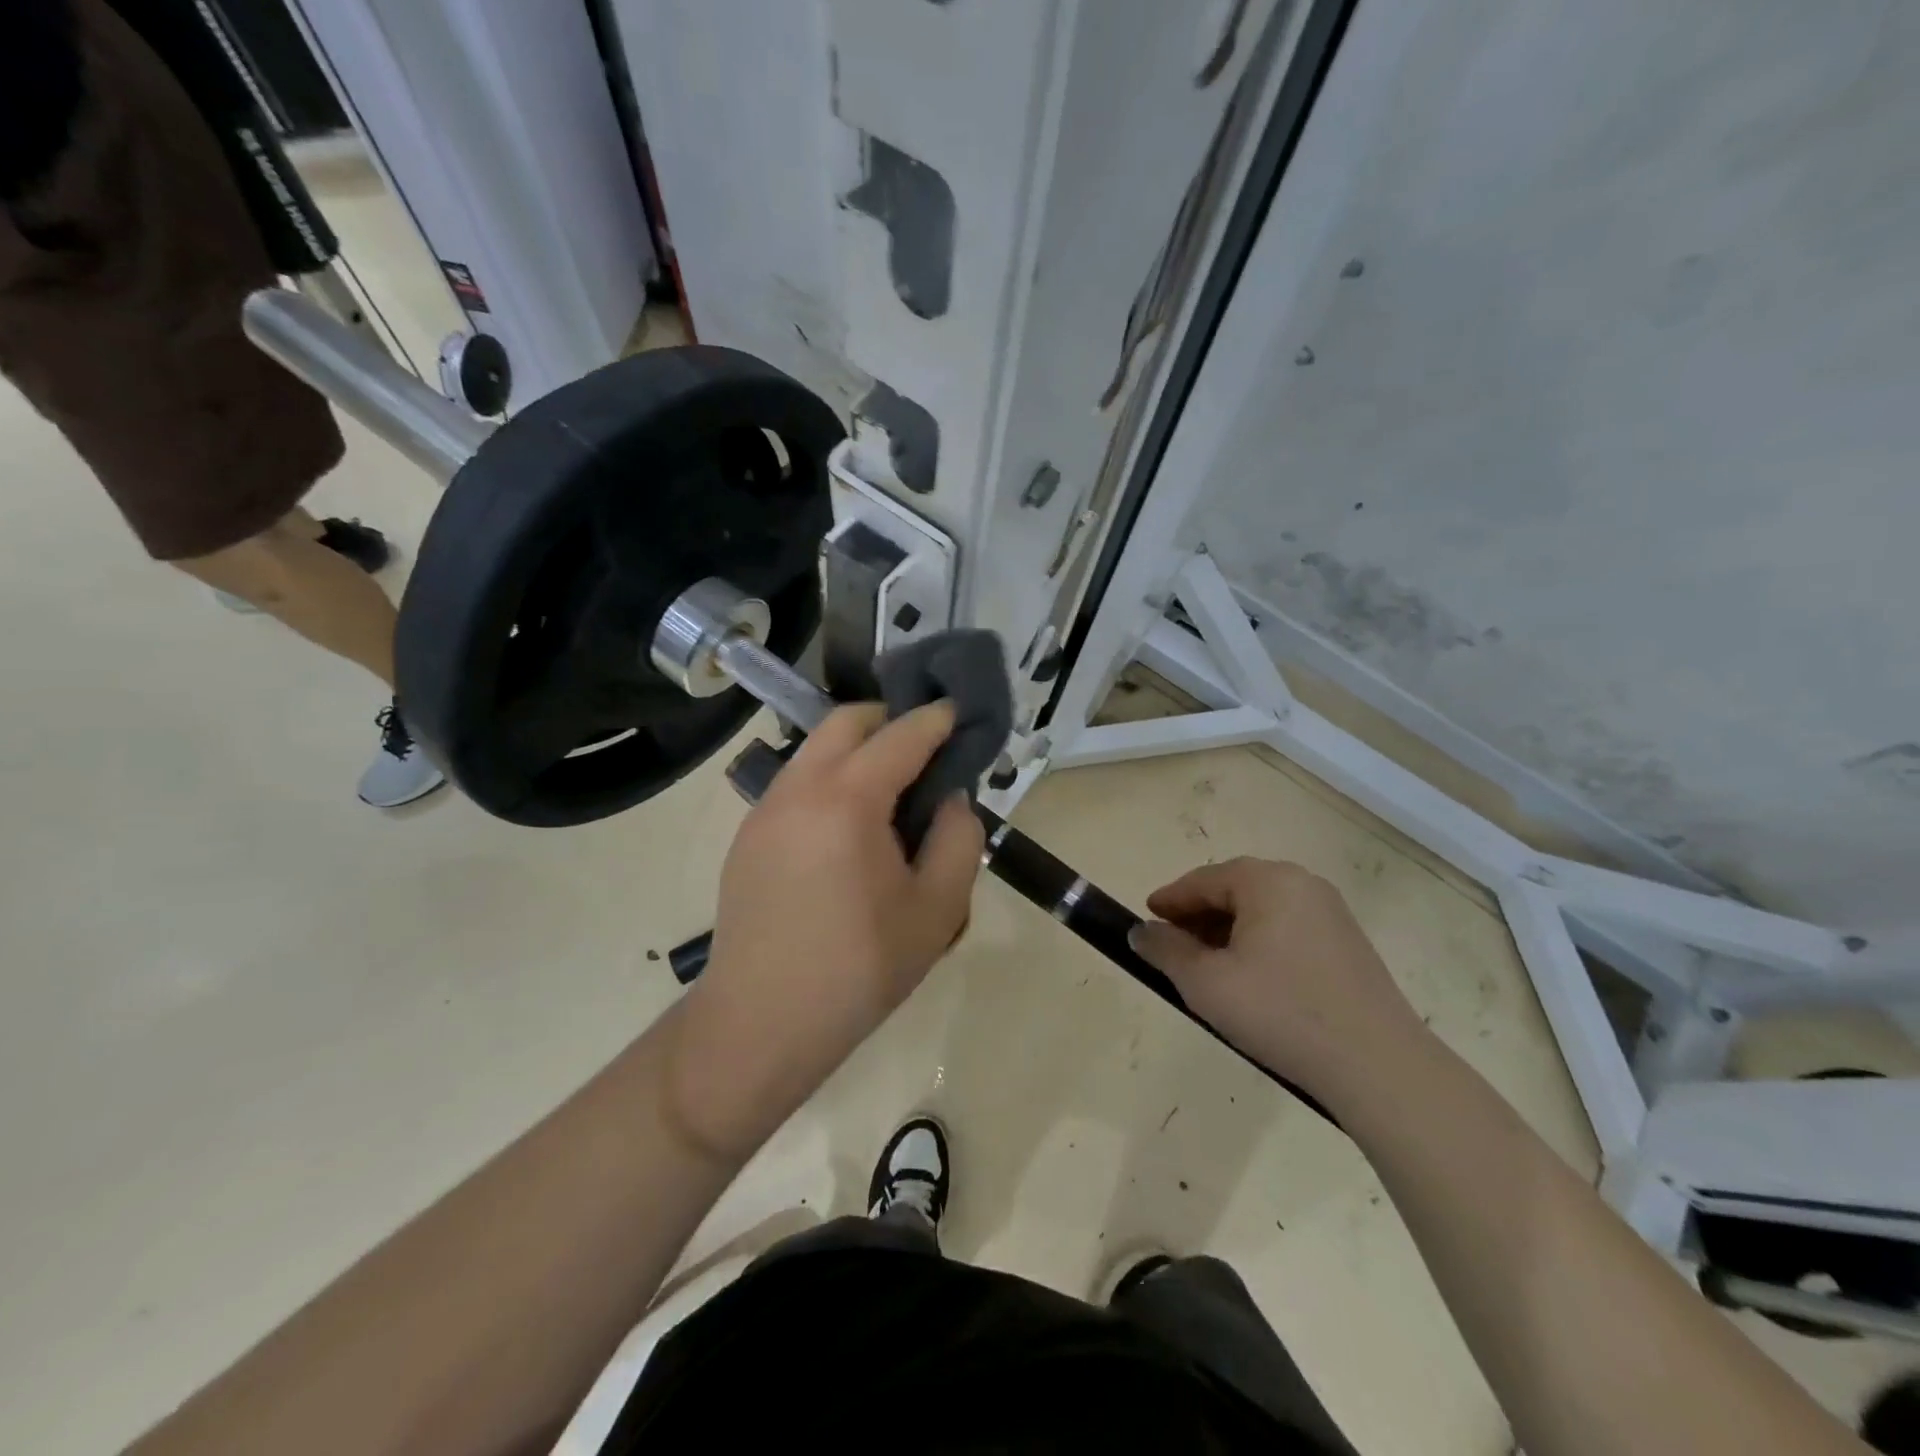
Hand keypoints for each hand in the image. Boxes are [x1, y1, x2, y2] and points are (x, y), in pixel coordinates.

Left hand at [670, 702, 984, 1158]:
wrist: (761, 1024)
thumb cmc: (858, 970)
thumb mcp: (937, 910)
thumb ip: (958, 839)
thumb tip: (949, 799)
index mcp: (847, 800)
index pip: (900, 736)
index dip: (936, 719)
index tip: (960, 714)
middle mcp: (798, 788)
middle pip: (845, 722)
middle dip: (890, 721)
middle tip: (926, 751)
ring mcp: (764, 810)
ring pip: (814, 750)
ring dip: (856, 750)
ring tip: (890, 792)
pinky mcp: (747, 836)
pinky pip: (796, 784)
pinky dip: (830, 779)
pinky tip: (849, 829)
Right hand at [1129, 857, 1428, 1105]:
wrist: (1378, 1066)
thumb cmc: (1280, 1012)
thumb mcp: (1206, 983)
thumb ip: (1166, 950)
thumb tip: (1141, 932)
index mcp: (1268, 881)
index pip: (1203, 879)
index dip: (1170, 899)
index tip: (1145, 918)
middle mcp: (1303, 884)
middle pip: (1235, 889)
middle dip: (1198, 915)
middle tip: (1172, 944)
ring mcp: (1331, 914)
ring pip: (1262, 910)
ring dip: (1228, 931)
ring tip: (1207, 967)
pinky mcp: (1348, 945)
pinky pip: (1288, 929)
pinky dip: (1258, 943)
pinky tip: (1249, 979)